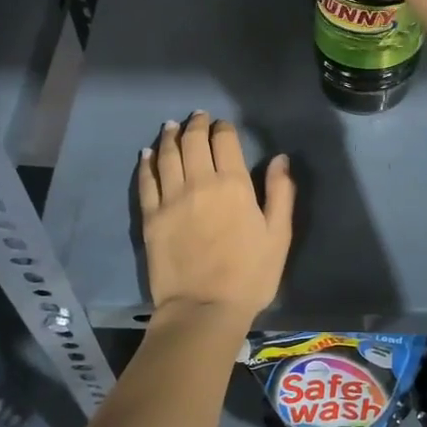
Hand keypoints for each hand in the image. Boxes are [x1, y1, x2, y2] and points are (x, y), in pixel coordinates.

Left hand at [136, 112, 294, 322]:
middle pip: (193, 142)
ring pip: (167, 155)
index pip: (224, 141)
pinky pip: (146, 181)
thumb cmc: (249, 275)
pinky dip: (146, 163)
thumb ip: (281, 193)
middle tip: (197, 117)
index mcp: (234, 184)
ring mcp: (171, 198)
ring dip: (170, 136)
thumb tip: (280, 158)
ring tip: (172, 126)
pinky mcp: (151, 217)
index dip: (223, 128)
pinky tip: (147, 154)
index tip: (223, 125)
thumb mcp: (279, 235)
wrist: (203, 309)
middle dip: (196, 125)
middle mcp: (199, 182)